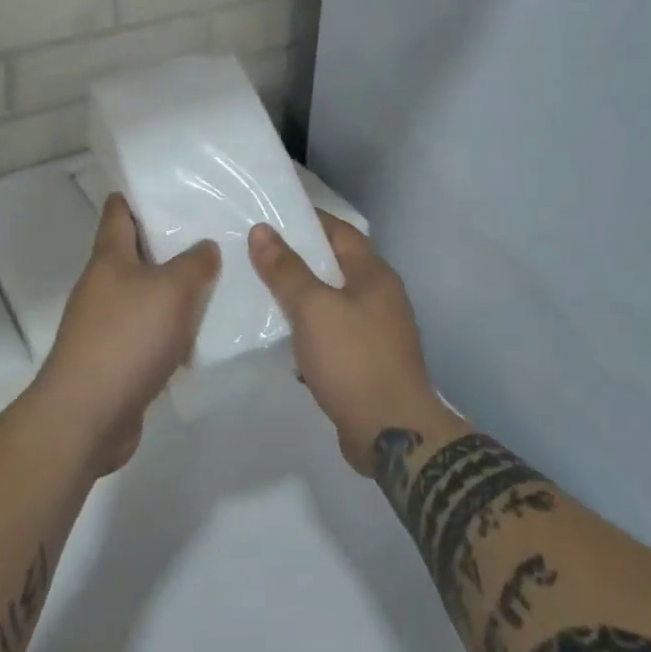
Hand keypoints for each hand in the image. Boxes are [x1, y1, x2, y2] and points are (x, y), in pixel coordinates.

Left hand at [33, 193, 218, 474]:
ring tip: (213, 282)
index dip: (139, 195)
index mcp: (109, 257)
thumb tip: (205, 248)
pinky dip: (169, 330)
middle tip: (209, 234)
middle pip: (135, 252)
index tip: (171, 188)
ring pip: (144, 294)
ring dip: (172, 290)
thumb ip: (195, 263)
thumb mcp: (172, 290)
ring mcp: (105, 324)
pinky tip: (198, 334)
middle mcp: (102, 285)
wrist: (86, 417)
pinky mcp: (114, 359)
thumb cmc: (127, 338)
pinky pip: (147, 332)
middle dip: (168, 243)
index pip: (118, 210)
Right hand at [249, 214, 443, 475]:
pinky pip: (333, 335)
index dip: (307, 221)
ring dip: (302, 298)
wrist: (393, 435)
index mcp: (374, 274)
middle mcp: (380, 297)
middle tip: (257, 254)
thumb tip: (261, 229)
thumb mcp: (313, 307)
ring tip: (262, 293)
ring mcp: (377, 332)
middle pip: (335, 265)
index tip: (271, 217)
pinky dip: (310, 332)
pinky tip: (284, 340)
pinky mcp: (368, 363)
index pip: (339, 230)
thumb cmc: (354, 358)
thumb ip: (286, 268)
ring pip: (332, 302)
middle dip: (299, 259)